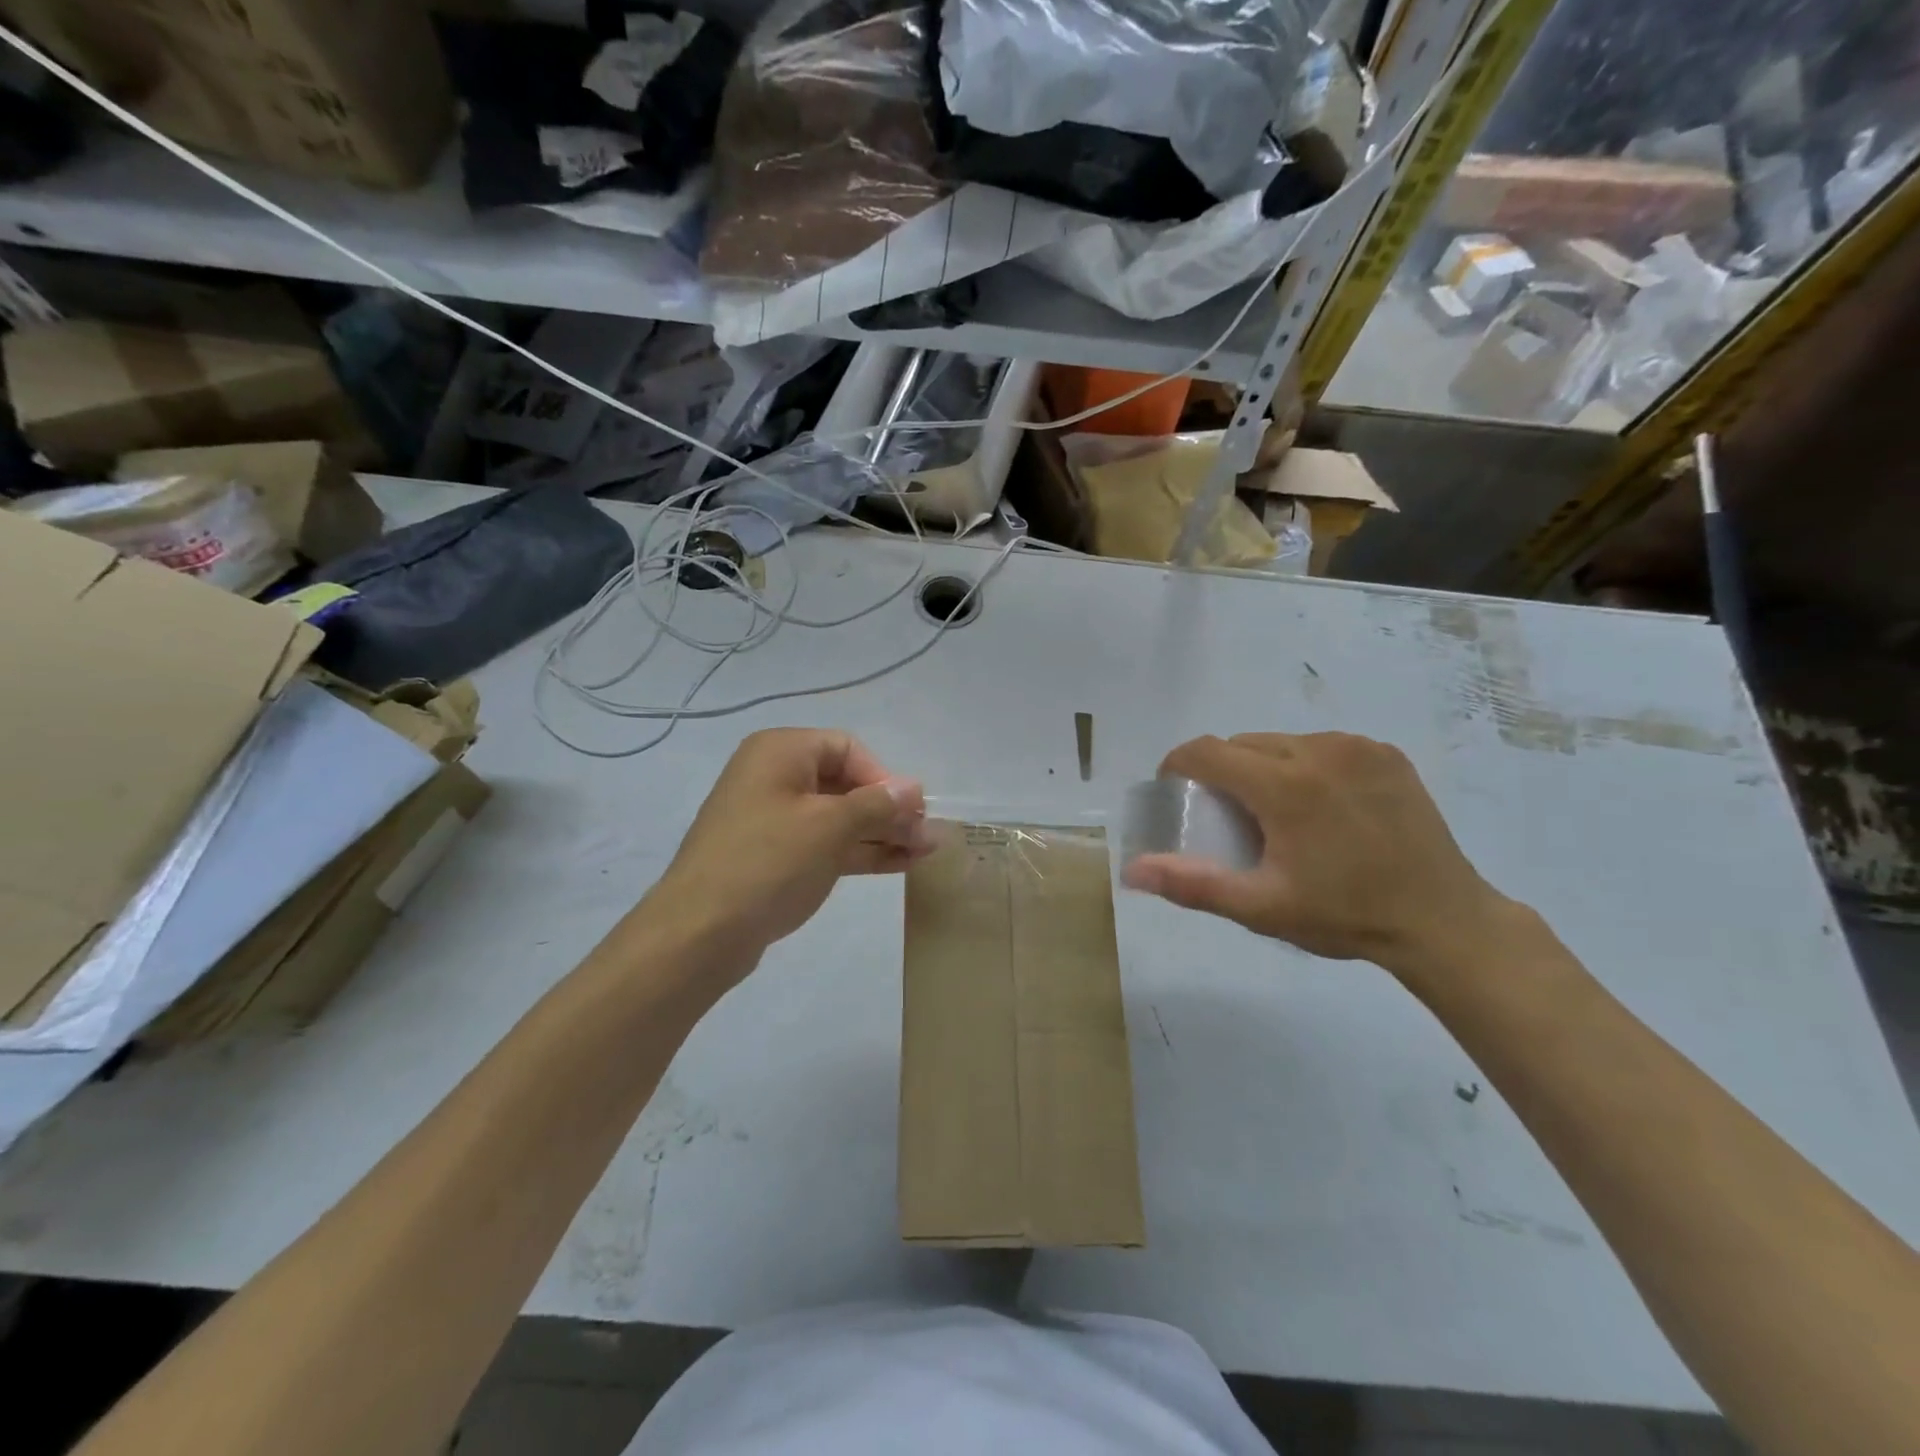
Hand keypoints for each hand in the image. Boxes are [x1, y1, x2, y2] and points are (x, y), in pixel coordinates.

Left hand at [651, 728, 931, 961]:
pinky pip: (824, 843)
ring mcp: (772, 819)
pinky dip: (859, 851)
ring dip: (881, 833)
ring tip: (924, 853)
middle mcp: (774, 777)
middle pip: (845, 783)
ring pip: (838, 818)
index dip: (883, 777)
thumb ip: (877, 804)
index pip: (847, 749)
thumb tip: (914, 789)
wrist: (700, 933)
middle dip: (888, 810)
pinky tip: (898, 865)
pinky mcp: (774, 857)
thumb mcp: (830, 826)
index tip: (910, 812)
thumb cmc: (768, 862)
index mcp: (780, 752)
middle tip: (926, 837)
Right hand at [1121, 732, 1511, 980]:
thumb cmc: (1344, 915)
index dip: (1178, 767)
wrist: (1443, 921)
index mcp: (1285, 786)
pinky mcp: (1385, 753)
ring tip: (1276, 813)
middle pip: (1242, 744)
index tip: (1176, 794)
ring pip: (1281, 743)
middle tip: (1229, 818)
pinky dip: (1304, 766)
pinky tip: (1321, 806)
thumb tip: (1132, 870)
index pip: (1206, 751)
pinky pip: (1322, 746)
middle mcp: (1319, 751)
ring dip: (1262, 768)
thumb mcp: (1261, 908)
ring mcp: (1357, 747)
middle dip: (1222, 772)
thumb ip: (1192, 883)